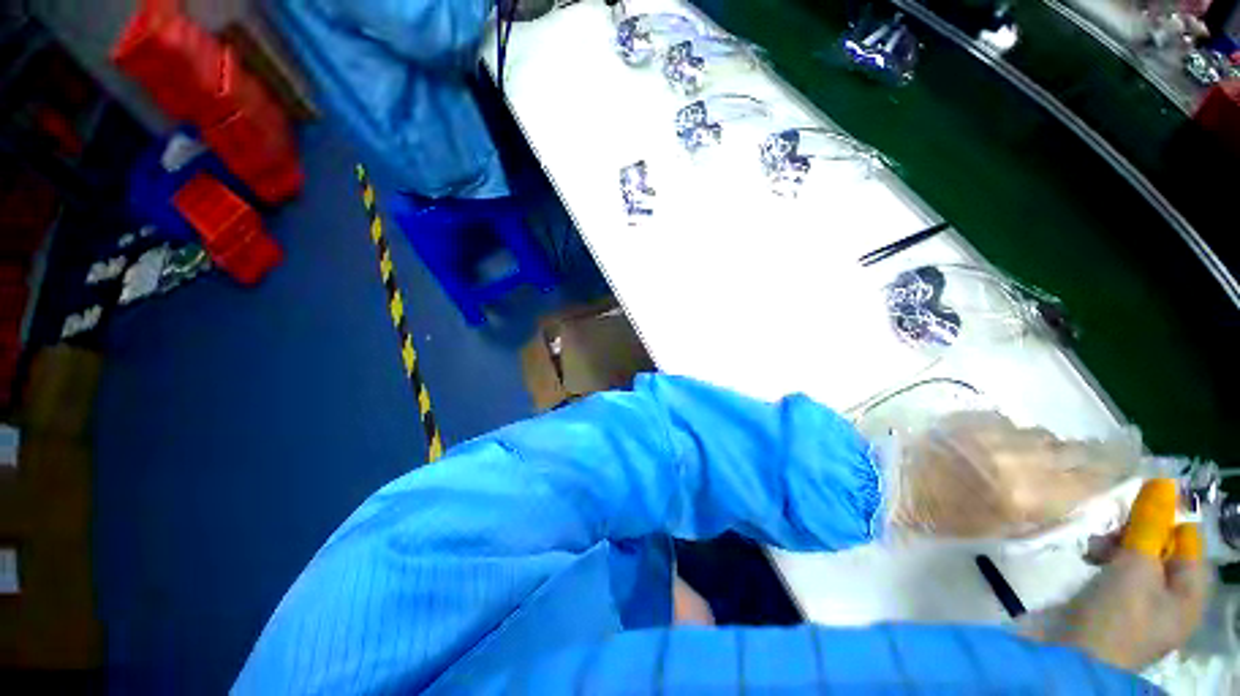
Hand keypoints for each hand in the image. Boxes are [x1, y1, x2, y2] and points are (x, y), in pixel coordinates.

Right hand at [1019, 479, 1209, 671]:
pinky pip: (1119, 573)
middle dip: (1134, 535)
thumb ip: (1150, 525)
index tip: (1130, 514)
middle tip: (1108, 534)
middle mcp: (1173, 598)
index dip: (1162, 521)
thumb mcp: (1136, 566)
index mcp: (1190, 593)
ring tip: (1092, 550)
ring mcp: (1143, 605)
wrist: (1072, 659)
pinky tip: (1088, 561)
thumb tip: (1162, 482)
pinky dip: (1105, 561)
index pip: (1187, 539)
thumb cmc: (1115, 614)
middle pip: (1162, 548)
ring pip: (1137, 559)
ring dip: (1115, 546)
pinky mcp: (1115, 607)